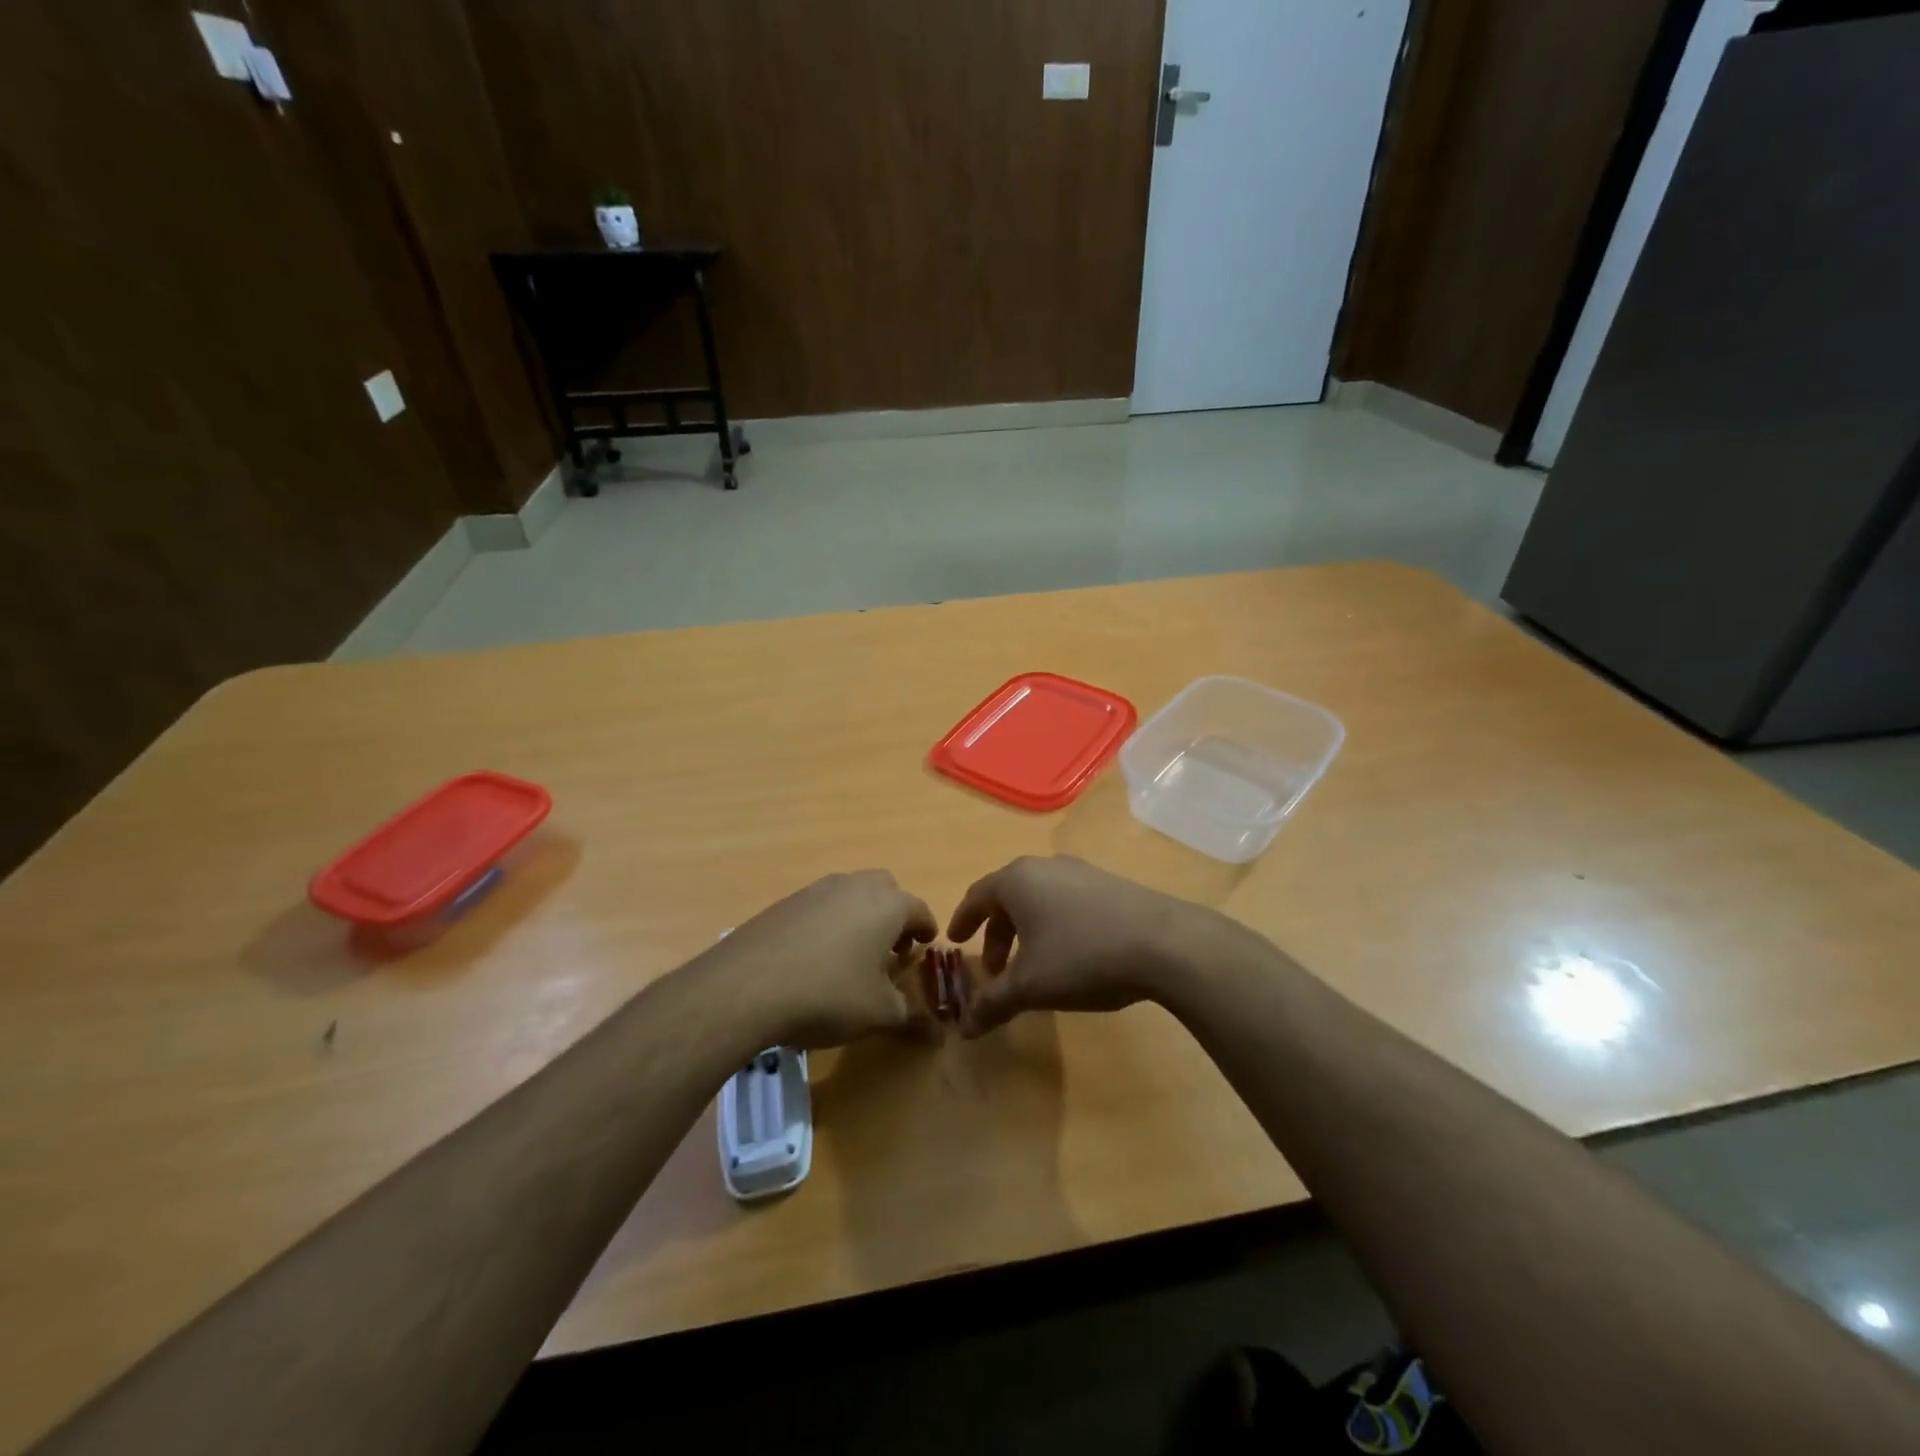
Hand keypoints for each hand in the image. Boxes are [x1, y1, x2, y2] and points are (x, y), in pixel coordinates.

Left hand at [713, 870, 936, 1048]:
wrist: (747, 986)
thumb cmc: (829, 994)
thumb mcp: (879, 1014)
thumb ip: (911, 1017)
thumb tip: (937, 1033)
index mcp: (888, 905)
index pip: (920, 910)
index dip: (926, 930)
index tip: (925, 946)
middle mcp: (855, 886)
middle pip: (886, 890)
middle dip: (893, 916)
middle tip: (890, 949)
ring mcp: (816, 890)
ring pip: (850, 894)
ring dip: (860, 917)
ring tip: (852, 955)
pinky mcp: (785, 902)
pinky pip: (820, 906)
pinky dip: (828, 923)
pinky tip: (815, 958)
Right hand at [945, 856, 1215, 1037]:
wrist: (1163, 942)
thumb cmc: (1082, 956)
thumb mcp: (1030, 986)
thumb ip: (992, 1004)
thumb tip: (963, 1029)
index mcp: (1017, 881)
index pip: (977, 896)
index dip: (963, 921)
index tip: (955, 941)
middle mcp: (1045, 866)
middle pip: (1008, 897)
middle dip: (997, 934)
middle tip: (995, 969)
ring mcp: (1081, 872)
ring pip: (1039, 899)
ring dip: (1026, 931)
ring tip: (1032, 966)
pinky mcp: (1109, 884)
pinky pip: (1067, 901)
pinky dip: (1055, 925)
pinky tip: (1070, 955)